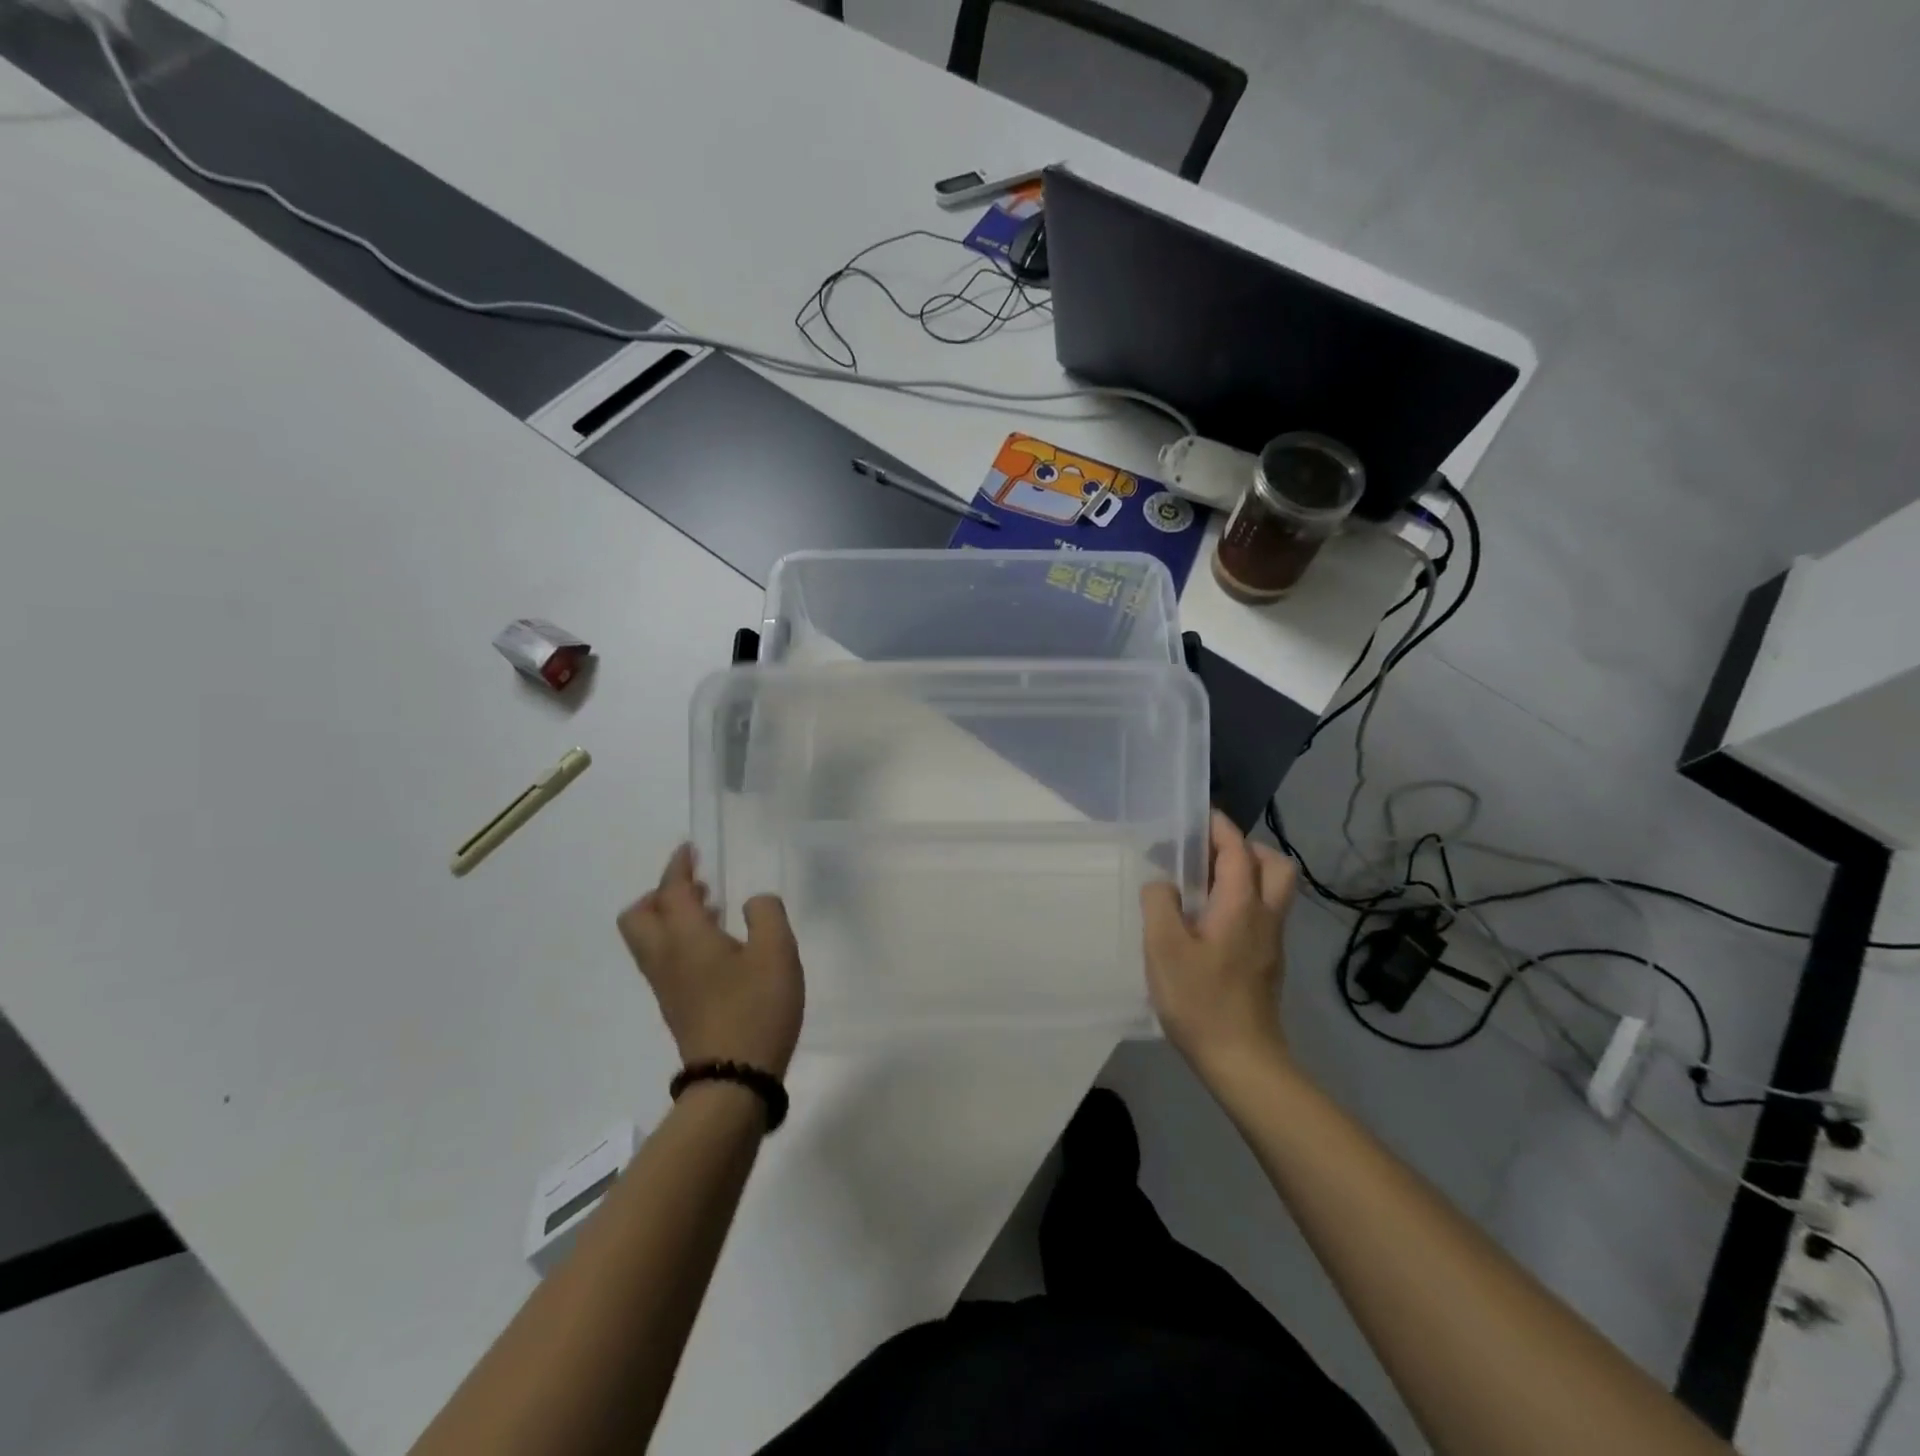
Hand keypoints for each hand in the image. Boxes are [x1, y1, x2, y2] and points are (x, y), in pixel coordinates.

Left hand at [617, 845, 804, 1077]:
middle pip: (639, 916)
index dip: (678, 866)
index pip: (671, 890)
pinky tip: (717, 947)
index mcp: (686, 937)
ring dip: (670, 917)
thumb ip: (766, 914)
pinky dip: (679, 940)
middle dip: (660, 894)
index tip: (689, 849)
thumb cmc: (756, 1008)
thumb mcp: (777, 951)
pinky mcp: (675, 1006)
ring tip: (712, 910)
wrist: (733, 1080)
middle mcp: (666, 957)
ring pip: (649, 939)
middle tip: (696, 886)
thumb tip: (753, 903)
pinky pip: (664, 958)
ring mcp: (666, 985)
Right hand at [1141, 811, 1297, 1078]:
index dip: (1219, 828)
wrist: (1243, 1061)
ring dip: (1247, 874)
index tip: (1196, 817)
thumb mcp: (1163, 948)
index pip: (1238, 850)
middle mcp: (1265, 916)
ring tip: (1204, 885)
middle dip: (1245, 848)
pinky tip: (1208, 920)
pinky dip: (1243, 900)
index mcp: (1241, 905)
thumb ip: (1159, 904)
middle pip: (1275, 865)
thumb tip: (1162, 883)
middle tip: (1208, 855)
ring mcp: (1271, 941)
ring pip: (1273, 890)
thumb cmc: (1200, 1000)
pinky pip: (1263, 913)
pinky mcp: (1267, 962)